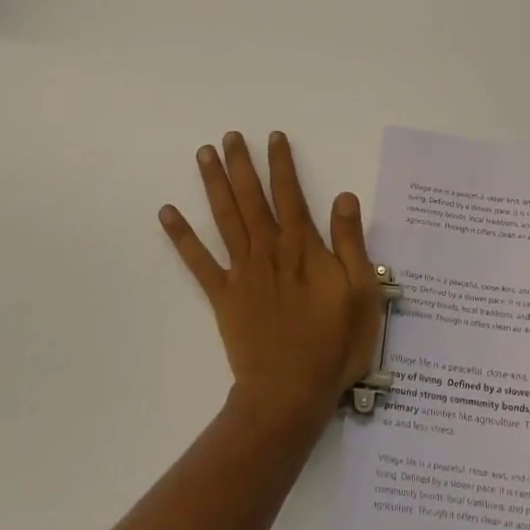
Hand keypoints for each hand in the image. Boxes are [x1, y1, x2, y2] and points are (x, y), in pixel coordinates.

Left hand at [161, 132, 383, 431]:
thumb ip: (350, 242)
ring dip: (214, 184)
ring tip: (203, 155)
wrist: (290, 393)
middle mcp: (268, 250)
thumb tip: (343, 195)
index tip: (273, 137)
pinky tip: (168, 213)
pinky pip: (198, 261)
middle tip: (229, 135)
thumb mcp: (361, 292)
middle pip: (252, 198)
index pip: (290, 194)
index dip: (282, 163)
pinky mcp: (223, 296)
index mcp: (302, 247)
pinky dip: (182, 236)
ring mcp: (242, 272)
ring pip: (225, 218)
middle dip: (241, 164)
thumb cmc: (334, 344)